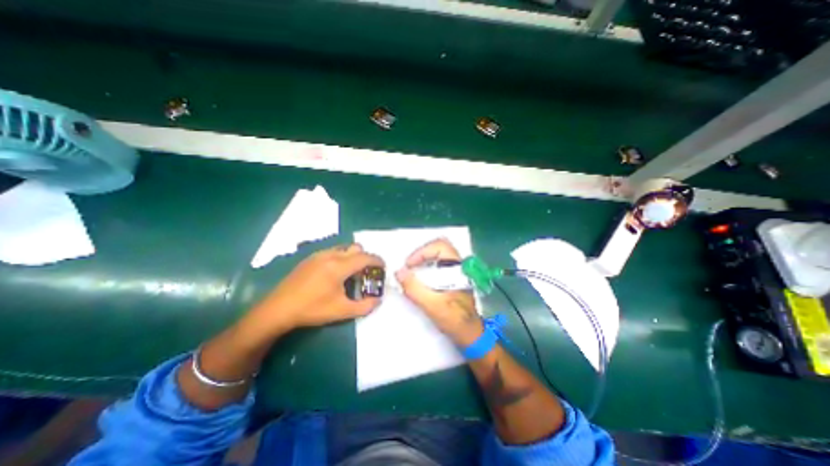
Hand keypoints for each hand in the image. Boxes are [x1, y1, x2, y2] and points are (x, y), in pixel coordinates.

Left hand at [254, 246, 383, 332]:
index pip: (365, 258)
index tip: (383, 267)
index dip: (377, 261)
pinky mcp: (310, 258)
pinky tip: (335, 274)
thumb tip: (378, 300)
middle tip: (366, 272)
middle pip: (356, 248)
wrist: (278, 309)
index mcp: (340, 266)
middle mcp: (331, 255)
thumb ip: (364, 306)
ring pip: (344, 248)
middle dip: (366, 258)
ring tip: (351, 273)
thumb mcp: (341, 311)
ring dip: (353, 257)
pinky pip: (333, 251)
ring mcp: (319, 255)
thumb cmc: (312, 309)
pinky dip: (341, 257)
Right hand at [397, 240, 483, 345]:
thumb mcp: (433, 305)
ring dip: (422, 261)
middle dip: (421, 254)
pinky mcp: (452, 279)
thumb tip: (399, 272)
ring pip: (437, 256)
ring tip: (411, 273)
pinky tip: (419, 280)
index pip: (440, 246)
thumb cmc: (455, 320)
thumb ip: (415, 288)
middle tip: (408, 267)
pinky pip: (437, 266)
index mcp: (458, 268)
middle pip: (438, 248)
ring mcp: (456, 272)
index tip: (409, 265)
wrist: (471, 335)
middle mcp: (459, 266)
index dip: (422, 251)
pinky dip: (425, 268)